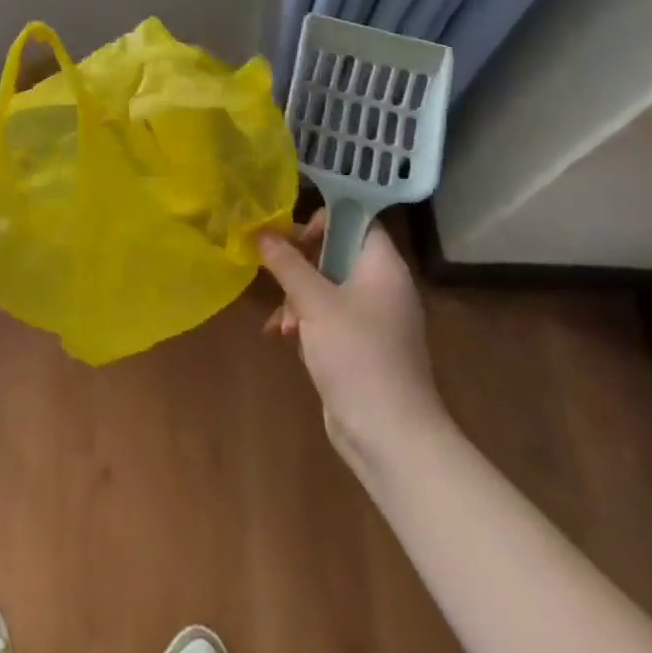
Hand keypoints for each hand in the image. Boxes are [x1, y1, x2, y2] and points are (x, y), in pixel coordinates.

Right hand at [259, 212, 447, 478]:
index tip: (289, 233)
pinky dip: (305, 321)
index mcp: (382, 266)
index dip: (322, 219)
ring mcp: (372, 318)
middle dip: (299, 264)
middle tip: (273, 273)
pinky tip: (284, 338)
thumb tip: (261, 232)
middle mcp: (381, 286)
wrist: (390, 434)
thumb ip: (286, 264)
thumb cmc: (356, 355)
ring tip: (281, 321)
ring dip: (297, 297)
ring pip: (326, 286)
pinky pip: (327, 317)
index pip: (356, 219)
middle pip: (335, 253)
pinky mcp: (359, 345)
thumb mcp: (314, 303)